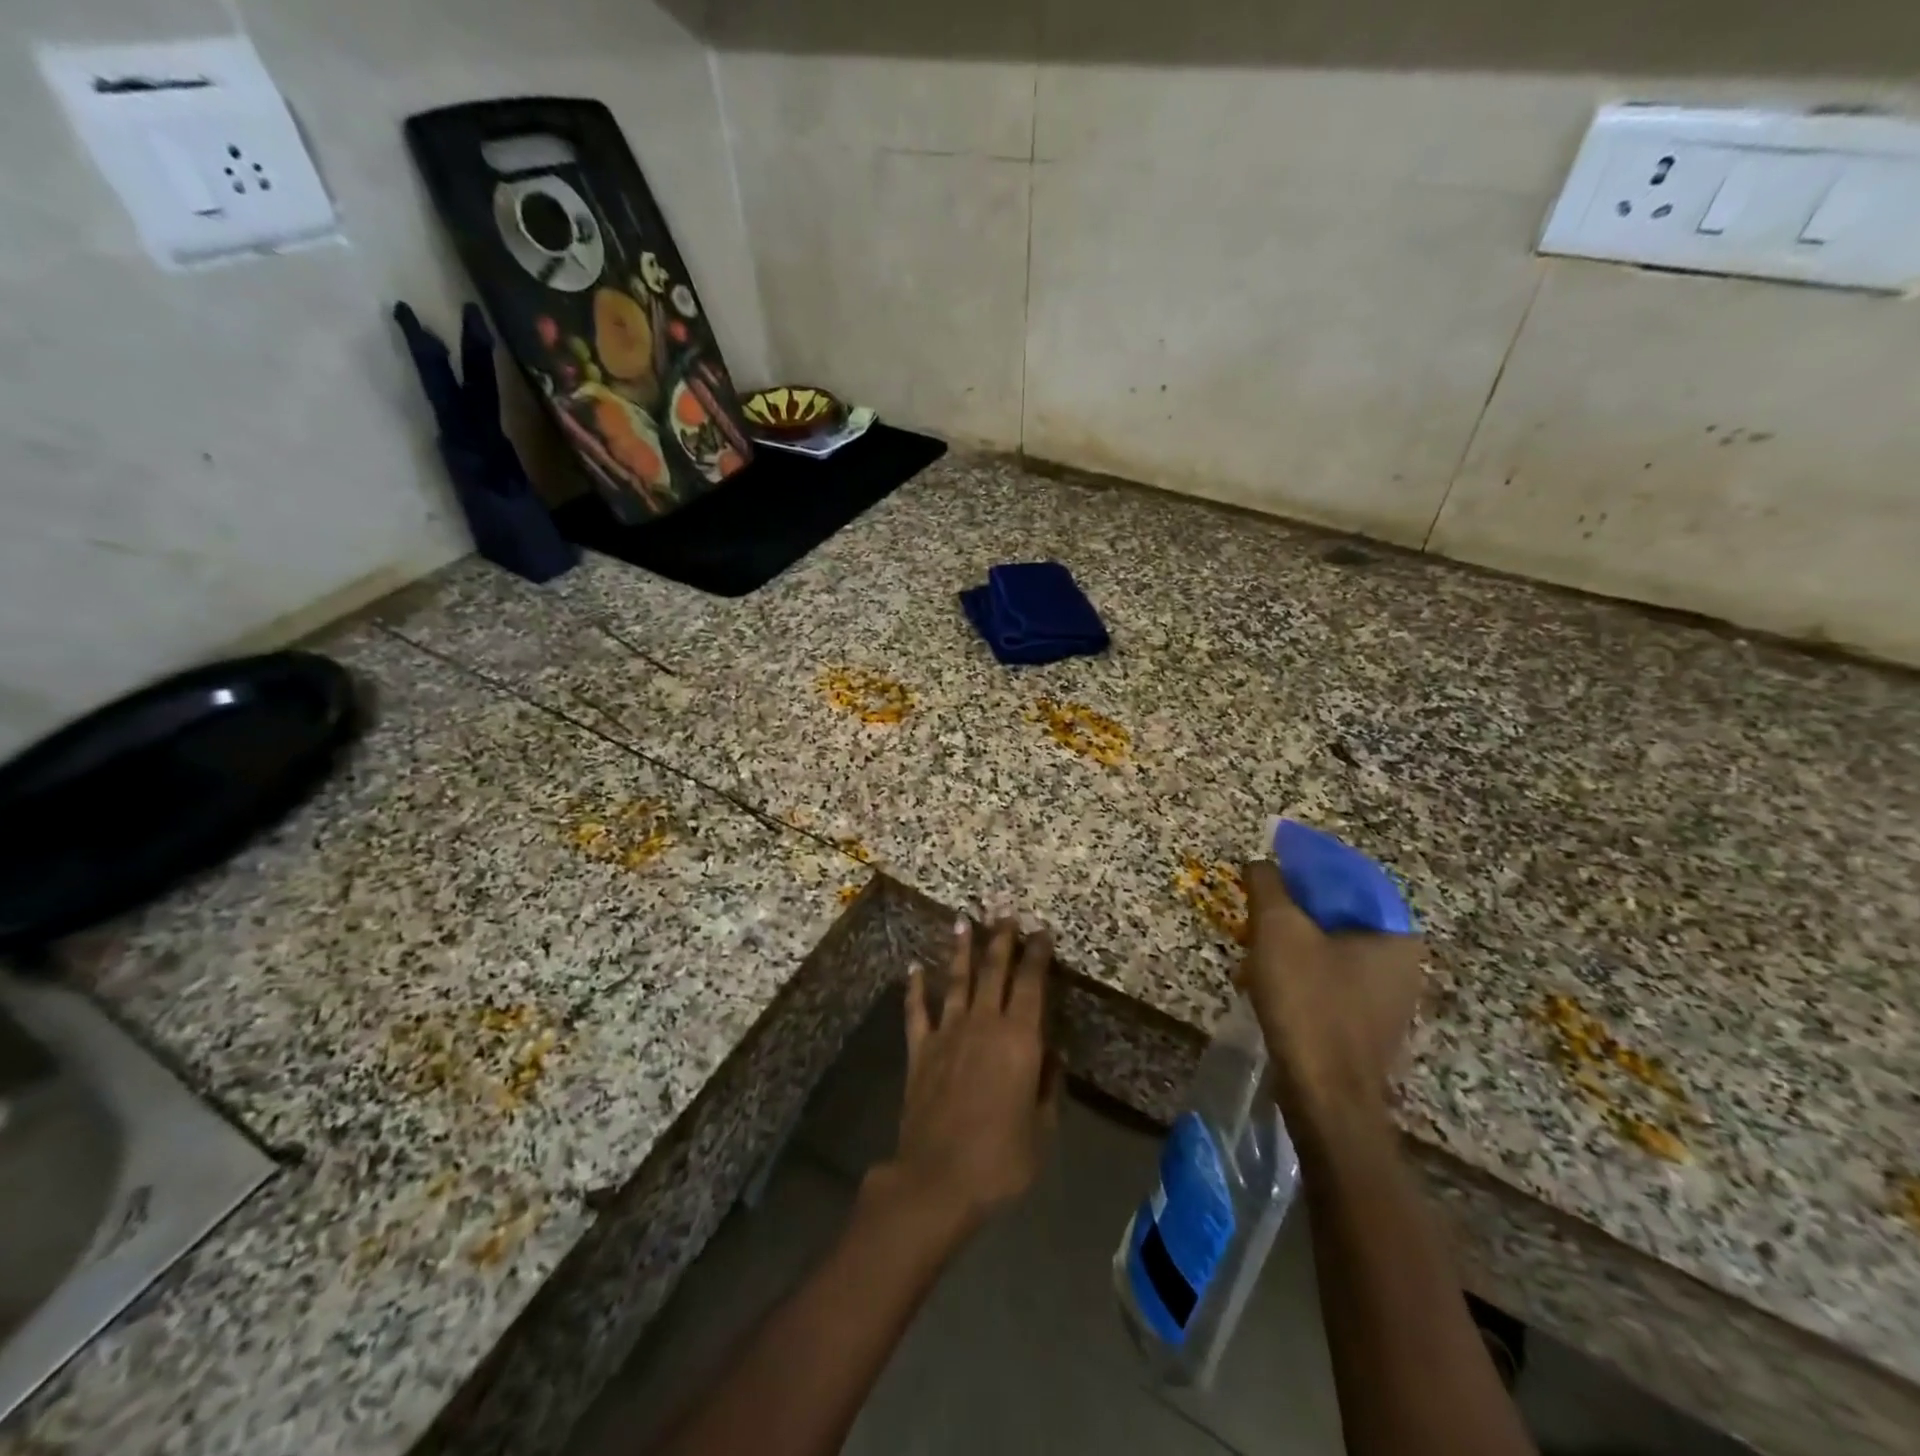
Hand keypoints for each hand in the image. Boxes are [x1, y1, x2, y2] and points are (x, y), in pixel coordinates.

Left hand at [883, 919, 1059, 1228]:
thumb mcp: (1042, 1128)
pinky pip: (916, 1011)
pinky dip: (914, 987)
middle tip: (1004, 908)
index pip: (1031, 983)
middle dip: (1001, 937)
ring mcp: (947, 1033)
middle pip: (993, 970)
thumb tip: (1052, 1052)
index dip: (1037, 954)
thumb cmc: (1001, 1158)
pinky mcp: (919, 1050)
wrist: (938, 1179)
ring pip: (956, 980)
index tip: (1041, 930)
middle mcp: (983, 1024)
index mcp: (1019, 1039)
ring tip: (963, 919)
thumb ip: (1047, 1085)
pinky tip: (913, 967)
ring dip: (961, 948)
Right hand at [1237, 859, 1425, 1126]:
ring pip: (1332, 947)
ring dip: (1293, 939)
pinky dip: (1301, 969)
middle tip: (1258, 904)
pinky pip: (1332, 978)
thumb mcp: (1278, 929)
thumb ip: (1269, 885)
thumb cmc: (1308, 1002)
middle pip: (1340, 913)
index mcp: (1396, 934)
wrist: (1325, 1096)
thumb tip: (1261, 862)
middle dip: (1295, 906)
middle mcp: (1403, 963)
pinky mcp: (1368, 1024)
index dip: (1307, 863)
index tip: (1272, 860)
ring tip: (1254, 942)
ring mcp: (1389, 998)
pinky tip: (1267, 979)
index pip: (1351, 877)